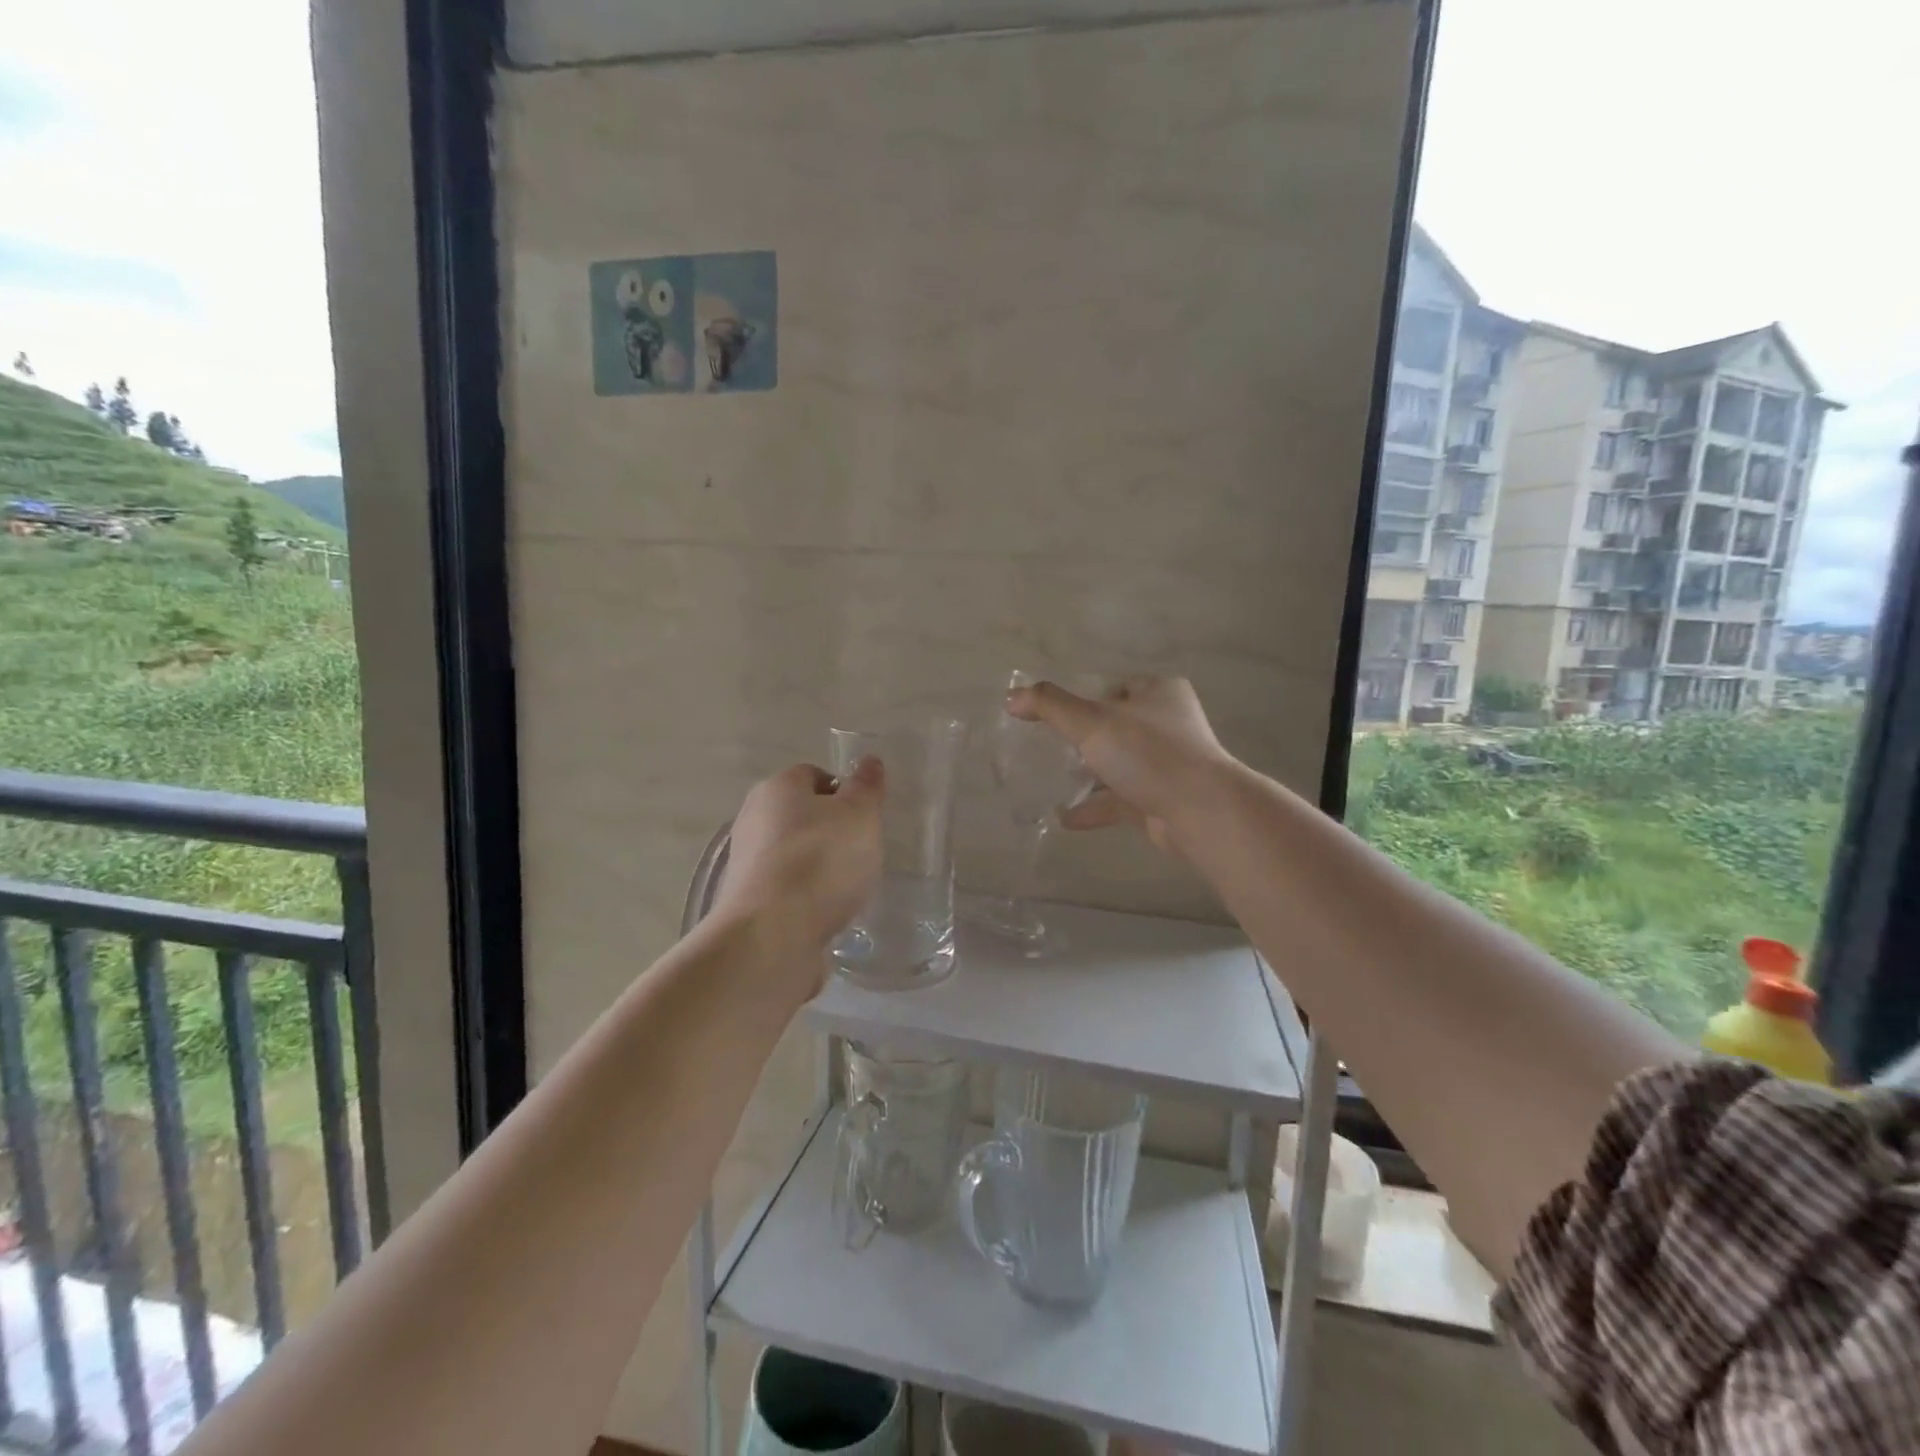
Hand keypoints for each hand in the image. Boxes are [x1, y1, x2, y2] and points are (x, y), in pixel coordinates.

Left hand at [714, 759, 884, 958]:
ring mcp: (745, 862)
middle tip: (861, 852)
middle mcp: (753, 818)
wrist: (771, 933)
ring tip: (846, 889)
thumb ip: (866, 788)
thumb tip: (869, 761)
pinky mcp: (746, 902)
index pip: (814, 775)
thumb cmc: (821, 860)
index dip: (844, 793)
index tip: (866, 818)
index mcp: (778, 787)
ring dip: (817, 867)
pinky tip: (825, 915)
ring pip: (792, 854)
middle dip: (831, 831)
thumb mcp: (860, 815)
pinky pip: (784, 890)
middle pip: (801, 816)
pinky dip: (804, 898)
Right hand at [1004, 677, 1234, 853]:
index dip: (1087, 699)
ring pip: (1119, 765)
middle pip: (1116, 727)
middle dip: (1084, 740)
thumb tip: (1011, 697)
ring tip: (1052, 782)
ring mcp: (1168, 765)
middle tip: (1051, 750)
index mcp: (1160, 693)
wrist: (1200, 811)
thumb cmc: (1148, 753)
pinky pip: (1121, 800)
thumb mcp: (1092, 721)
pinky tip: (1065, 817)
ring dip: (1088, 775)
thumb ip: (1049, 706)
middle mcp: (1168, 725)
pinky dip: (1094, 807)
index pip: (1117, 688)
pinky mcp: (1162, 800)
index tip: (1059, 717)